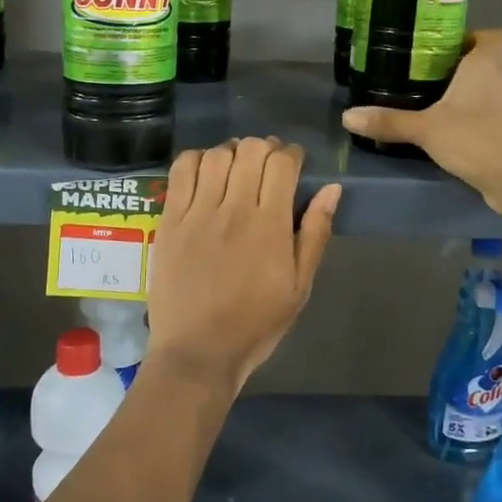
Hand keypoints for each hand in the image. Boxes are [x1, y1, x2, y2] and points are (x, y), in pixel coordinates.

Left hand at [145, 138, 340, 395]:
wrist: (198, 352)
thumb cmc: (256, 323)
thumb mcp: (299, 286)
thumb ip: (316, 233)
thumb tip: (332, 189)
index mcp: (270, 226)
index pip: (282, 163)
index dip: (292, 154)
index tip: (294, 164)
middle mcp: (234, 210)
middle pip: (251, 150)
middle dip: (265, 149)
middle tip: (267, 166)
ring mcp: (197, 213)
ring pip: (216, 155)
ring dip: (232, 152)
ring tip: (236, 168)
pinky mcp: (169, 220)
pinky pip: (181, 171)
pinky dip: (197, 160)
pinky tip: (205, 173)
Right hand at [341, 30, 501, 214]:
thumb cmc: (476, 139)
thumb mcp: (426, 129)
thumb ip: (389, 121)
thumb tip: (348, 116)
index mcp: (487, 64)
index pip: (492, 35)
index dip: (473, 37)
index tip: (446, 49)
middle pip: (489, 62)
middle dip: (464, 68)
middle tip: (430, 78)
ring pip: (494, 90)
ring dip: (473, 95)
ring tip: (441, 106)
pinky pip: (498, 115)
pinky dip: (482, 119)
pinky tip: (459, 134)